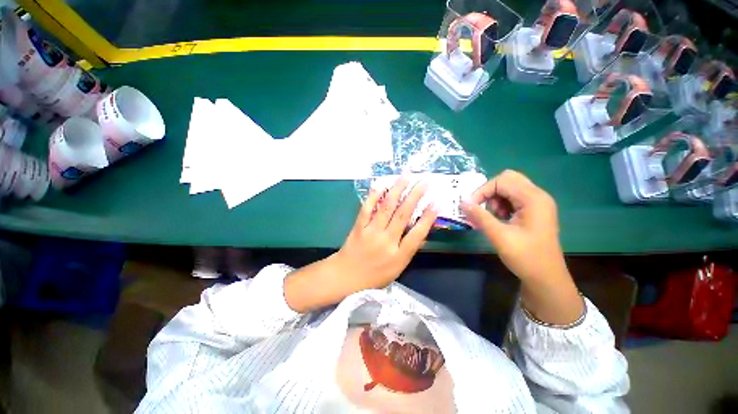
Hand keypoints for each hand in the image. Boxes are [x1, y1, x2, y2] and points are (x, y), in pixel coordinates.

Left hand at [335, 177, 438, 290]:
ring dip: (397, 190)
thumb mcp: (397, 269)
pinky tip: (381, 185)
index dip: (428, 218)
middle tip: (424, 181)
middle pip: (403, 215)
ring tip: (406, 176)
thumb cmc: (374, 276)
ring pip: (386, 207)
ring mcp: (371, 232)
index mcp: (398, 256)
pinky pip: (367, 209)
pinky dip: (374, 196)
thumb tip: (421, 232)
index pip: (417, 234)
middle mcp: (386, 241)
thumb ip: (409, 250)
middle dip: (415, 196)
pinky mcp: (359, 227)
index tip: (437, 202)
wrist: (345, 276)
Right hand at [461, 170, 565, 282]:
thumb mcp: (499, 236)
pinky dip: (502, 205)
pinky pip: (514, 198)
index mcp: (533, 199)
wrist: (546, 278)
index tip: (470, 206)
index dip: (482, 191)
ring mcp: (537, 203)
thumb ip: (480, 216)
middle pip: (508, 179)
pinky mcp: (535, 211)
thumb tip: (462, 202)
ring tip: (493, 217)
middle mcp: (538, 196)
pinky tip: (500, 219)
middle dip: (489, 192)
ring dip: (495, 199)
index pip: (502, 181)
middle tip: (483, 209)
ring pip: (510, 188)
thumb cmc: (525, 257)